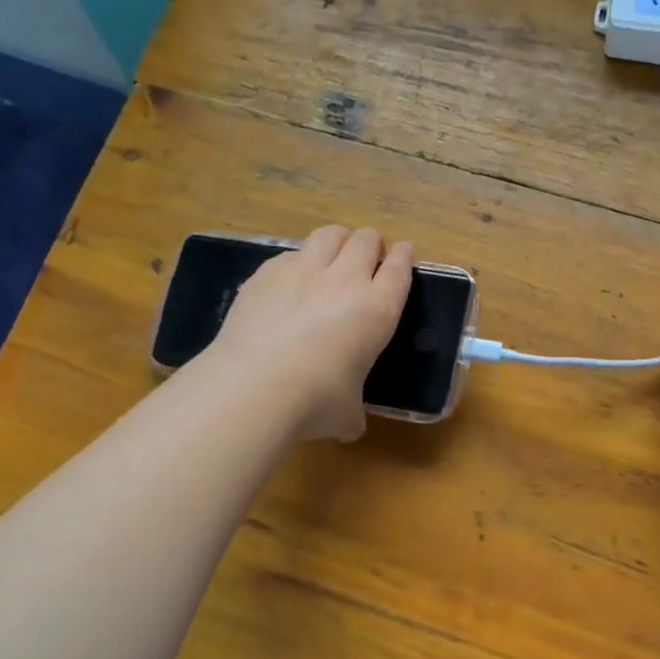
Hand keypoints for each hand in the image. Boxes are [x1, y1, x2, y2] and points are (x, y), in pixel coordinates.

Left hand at [210, 226, 412, 441]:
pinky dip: (297, 261)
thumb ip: (354, 410)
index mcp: (378, 309)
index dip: (404, 258)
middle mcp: (346, 280)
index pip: (400, 269)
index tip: (403, 255)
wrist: (255, 386)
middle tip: (366, 259)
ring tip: (332, 254)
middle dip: (371, 245)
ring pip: (330, 234)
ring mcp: (304, 270)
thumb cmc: (315, 401)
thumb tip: (350, 424)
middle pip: (367, 240)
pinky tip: (289, 281)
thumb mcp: (347, 414)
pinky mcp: (267, 272)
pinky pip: (290, 254)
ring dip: (337, 240)